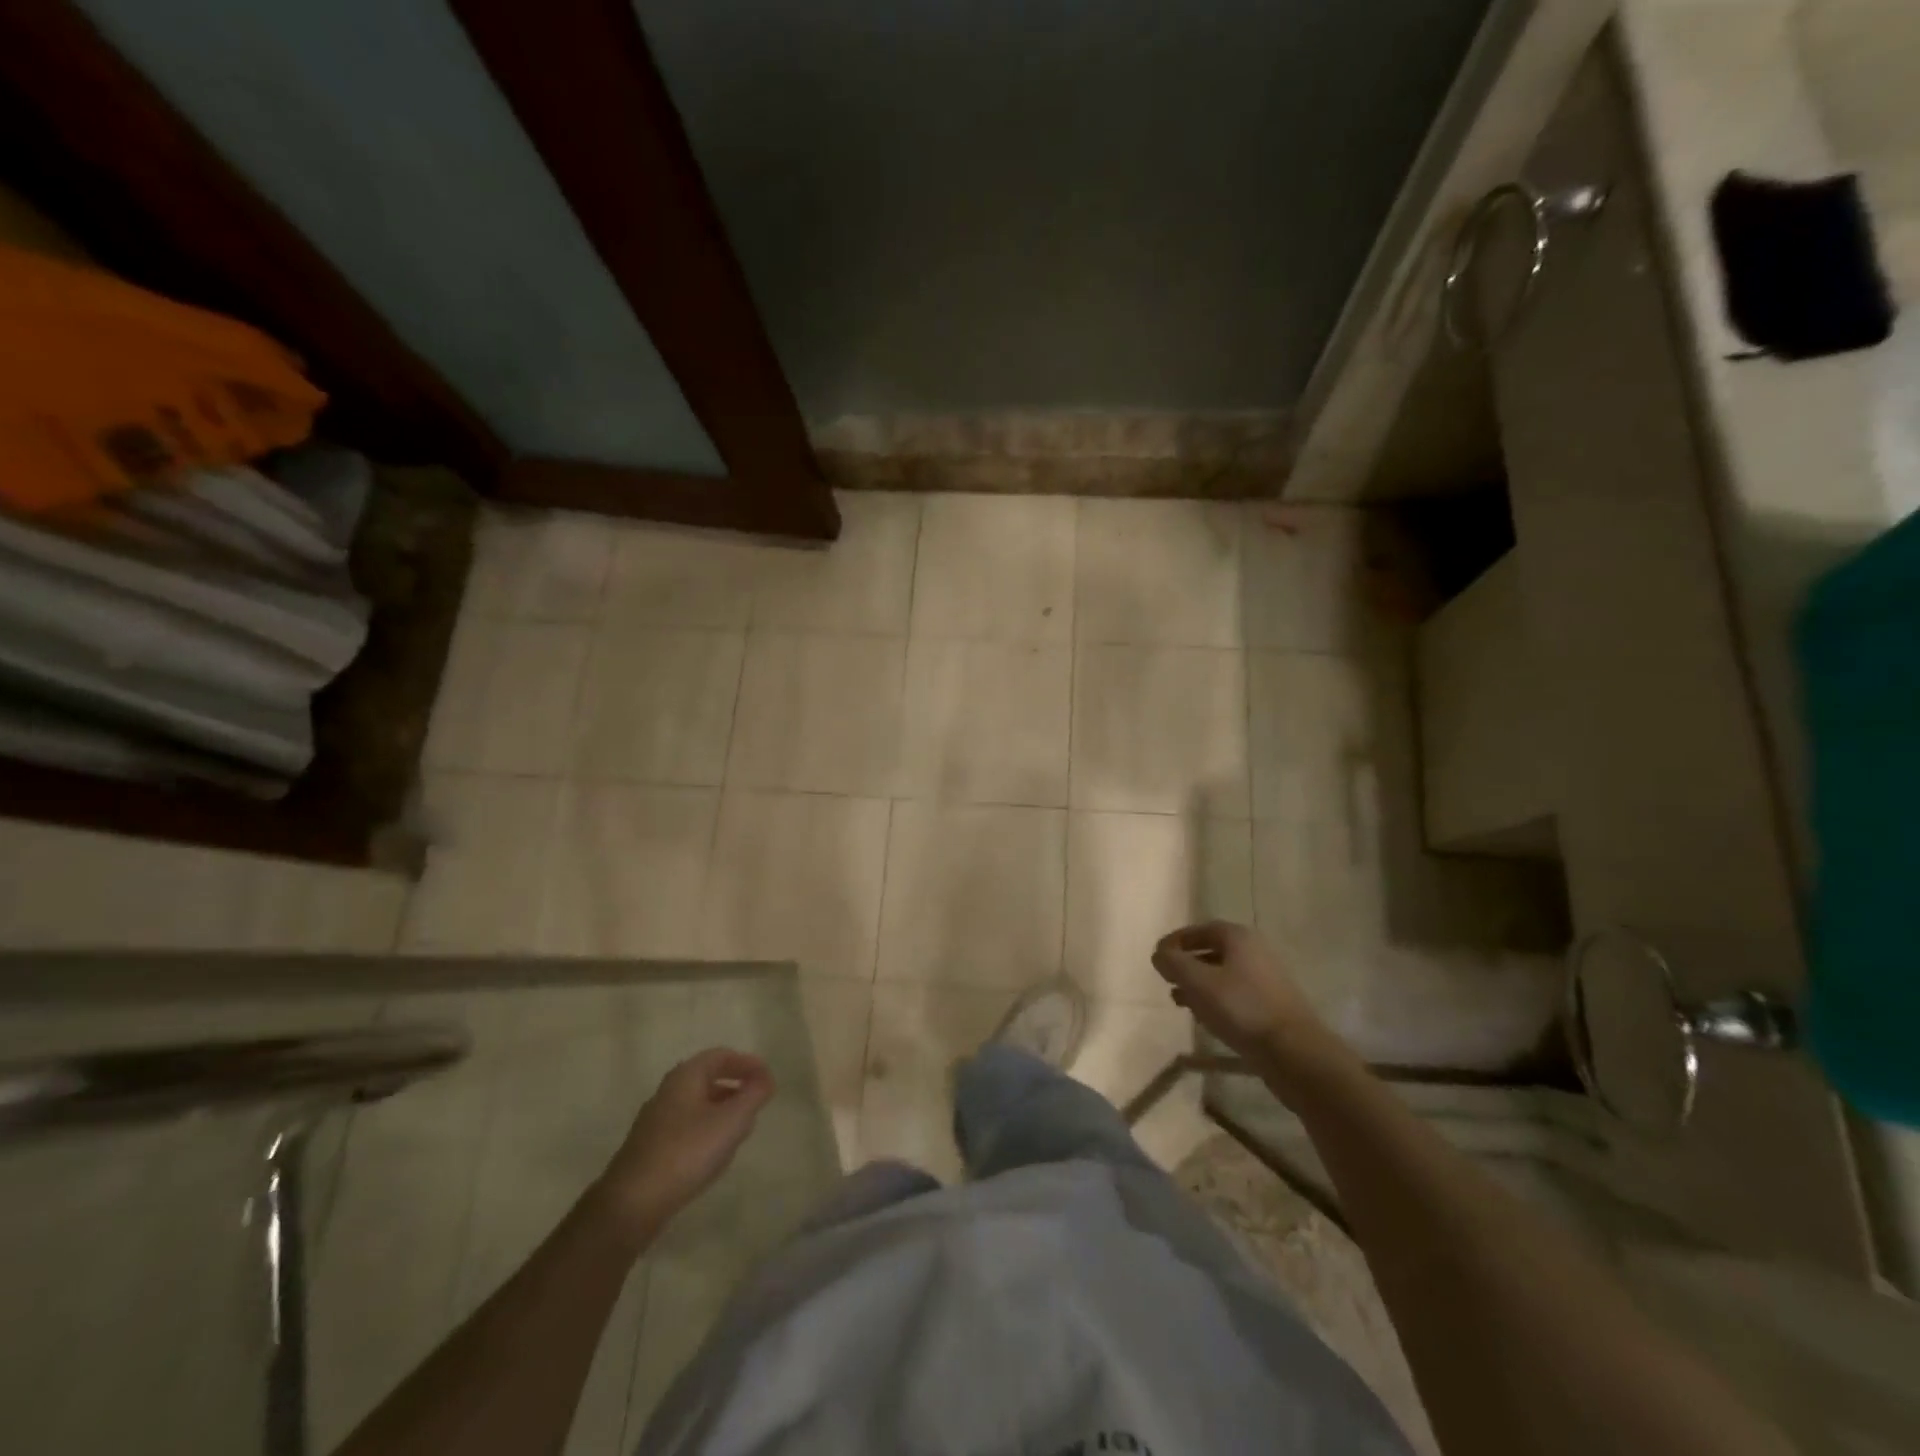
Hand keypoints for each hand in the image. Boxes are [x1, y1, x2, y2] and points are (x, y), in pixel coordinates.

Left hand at [596, 1048, 773, 1234]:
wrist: (632, 1203)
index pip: (721, 1056)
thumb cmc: (687, 1152)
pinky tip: (716, 1153)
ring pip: (698, 1104)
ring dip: (723, 1109)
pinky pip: (687, 1126)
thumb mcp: (731, 1121)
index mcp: (686, 1076)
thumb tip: (765, 1079)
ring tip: (742, 1128)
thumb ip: (753, 1095)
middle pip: (708, 1078)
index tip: (768, 1080)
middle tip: (757, 1101)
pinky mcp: (651, 1147)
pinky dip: (708, 1129)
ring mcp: (656, 1120)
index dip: (748, 1063)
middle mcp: (668, 1091)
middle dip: (736, 1086)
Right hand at [1151, 921, 1343, 1072]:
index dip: (1176, 941)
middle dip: (1186, 964)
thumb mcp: (1197, 981)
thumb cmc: (1241, 1008)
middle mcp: (1255, 951)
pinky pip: (1235, 994)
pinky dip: (1216, 999)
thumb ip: (1173, 962)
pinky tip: (1204, 1017)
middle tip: (1166, 978)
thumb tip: (1160, 954)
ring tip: (1179, 1000)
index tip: (1157, 957)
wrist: (1294, 1051)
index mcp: (1239, 938)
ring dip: (1199, 984)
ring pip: (1223, 974)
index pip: (1199, 930)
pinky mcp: (1272, 1004)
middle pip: (1212, 950)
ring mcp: (1267, 979)